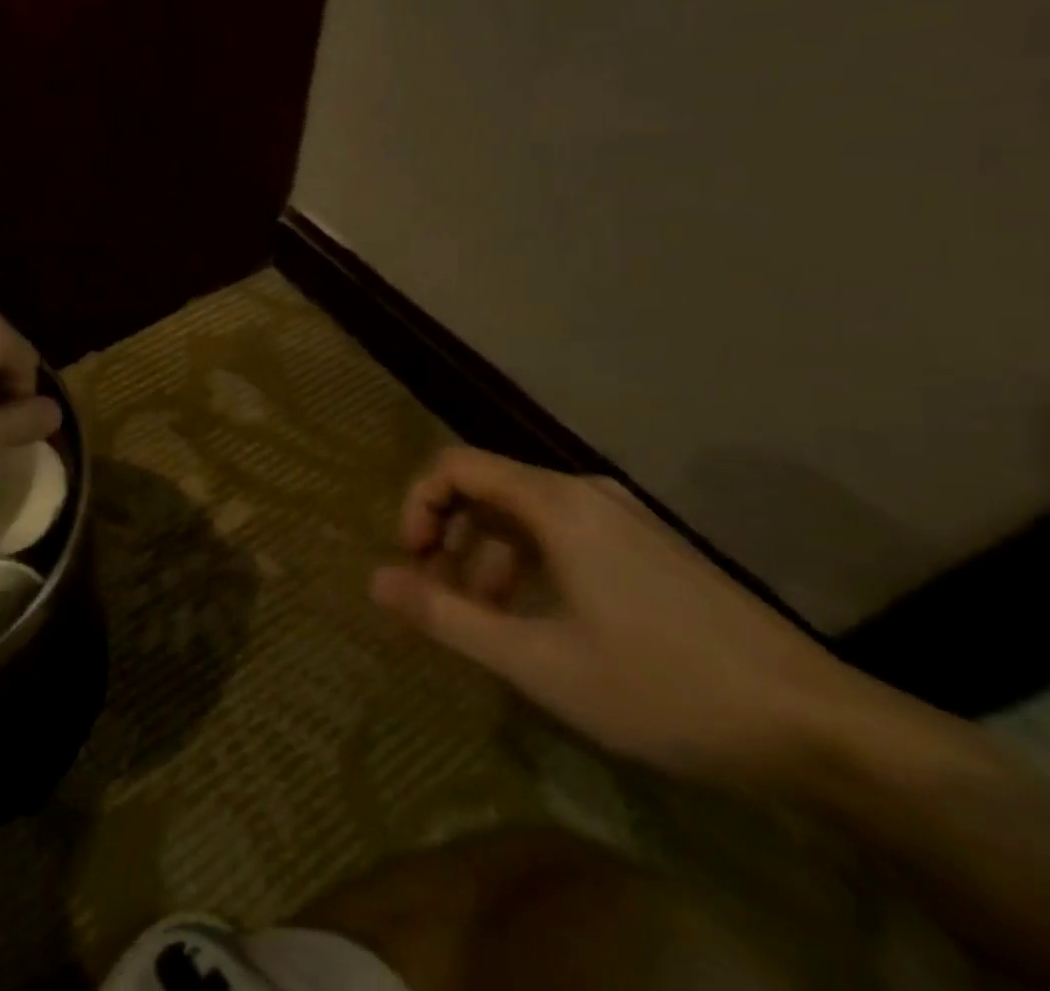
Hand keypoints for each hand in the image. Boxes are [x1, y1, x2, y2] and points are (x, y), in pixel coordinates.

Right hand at [370, 446, 865, 787]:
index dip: (417, 504)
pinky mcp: (651, 548)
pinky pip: (564, 534)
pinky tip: (543, 620)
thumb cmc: (662, 685)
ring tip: (485, 616)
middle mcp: (585, 493)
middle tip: (438, 590)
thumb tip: (374, 579)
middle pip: (488, 485)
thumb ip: (446, 615)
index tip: (412, 561)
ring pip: (525, 513)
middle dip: (448, 531)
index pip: (455, 465)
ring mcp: (625, 519)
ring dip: (486, 552)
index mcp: (555, 503)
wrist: (821, 729)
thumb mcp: (537, 660)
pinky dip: (529, 563)